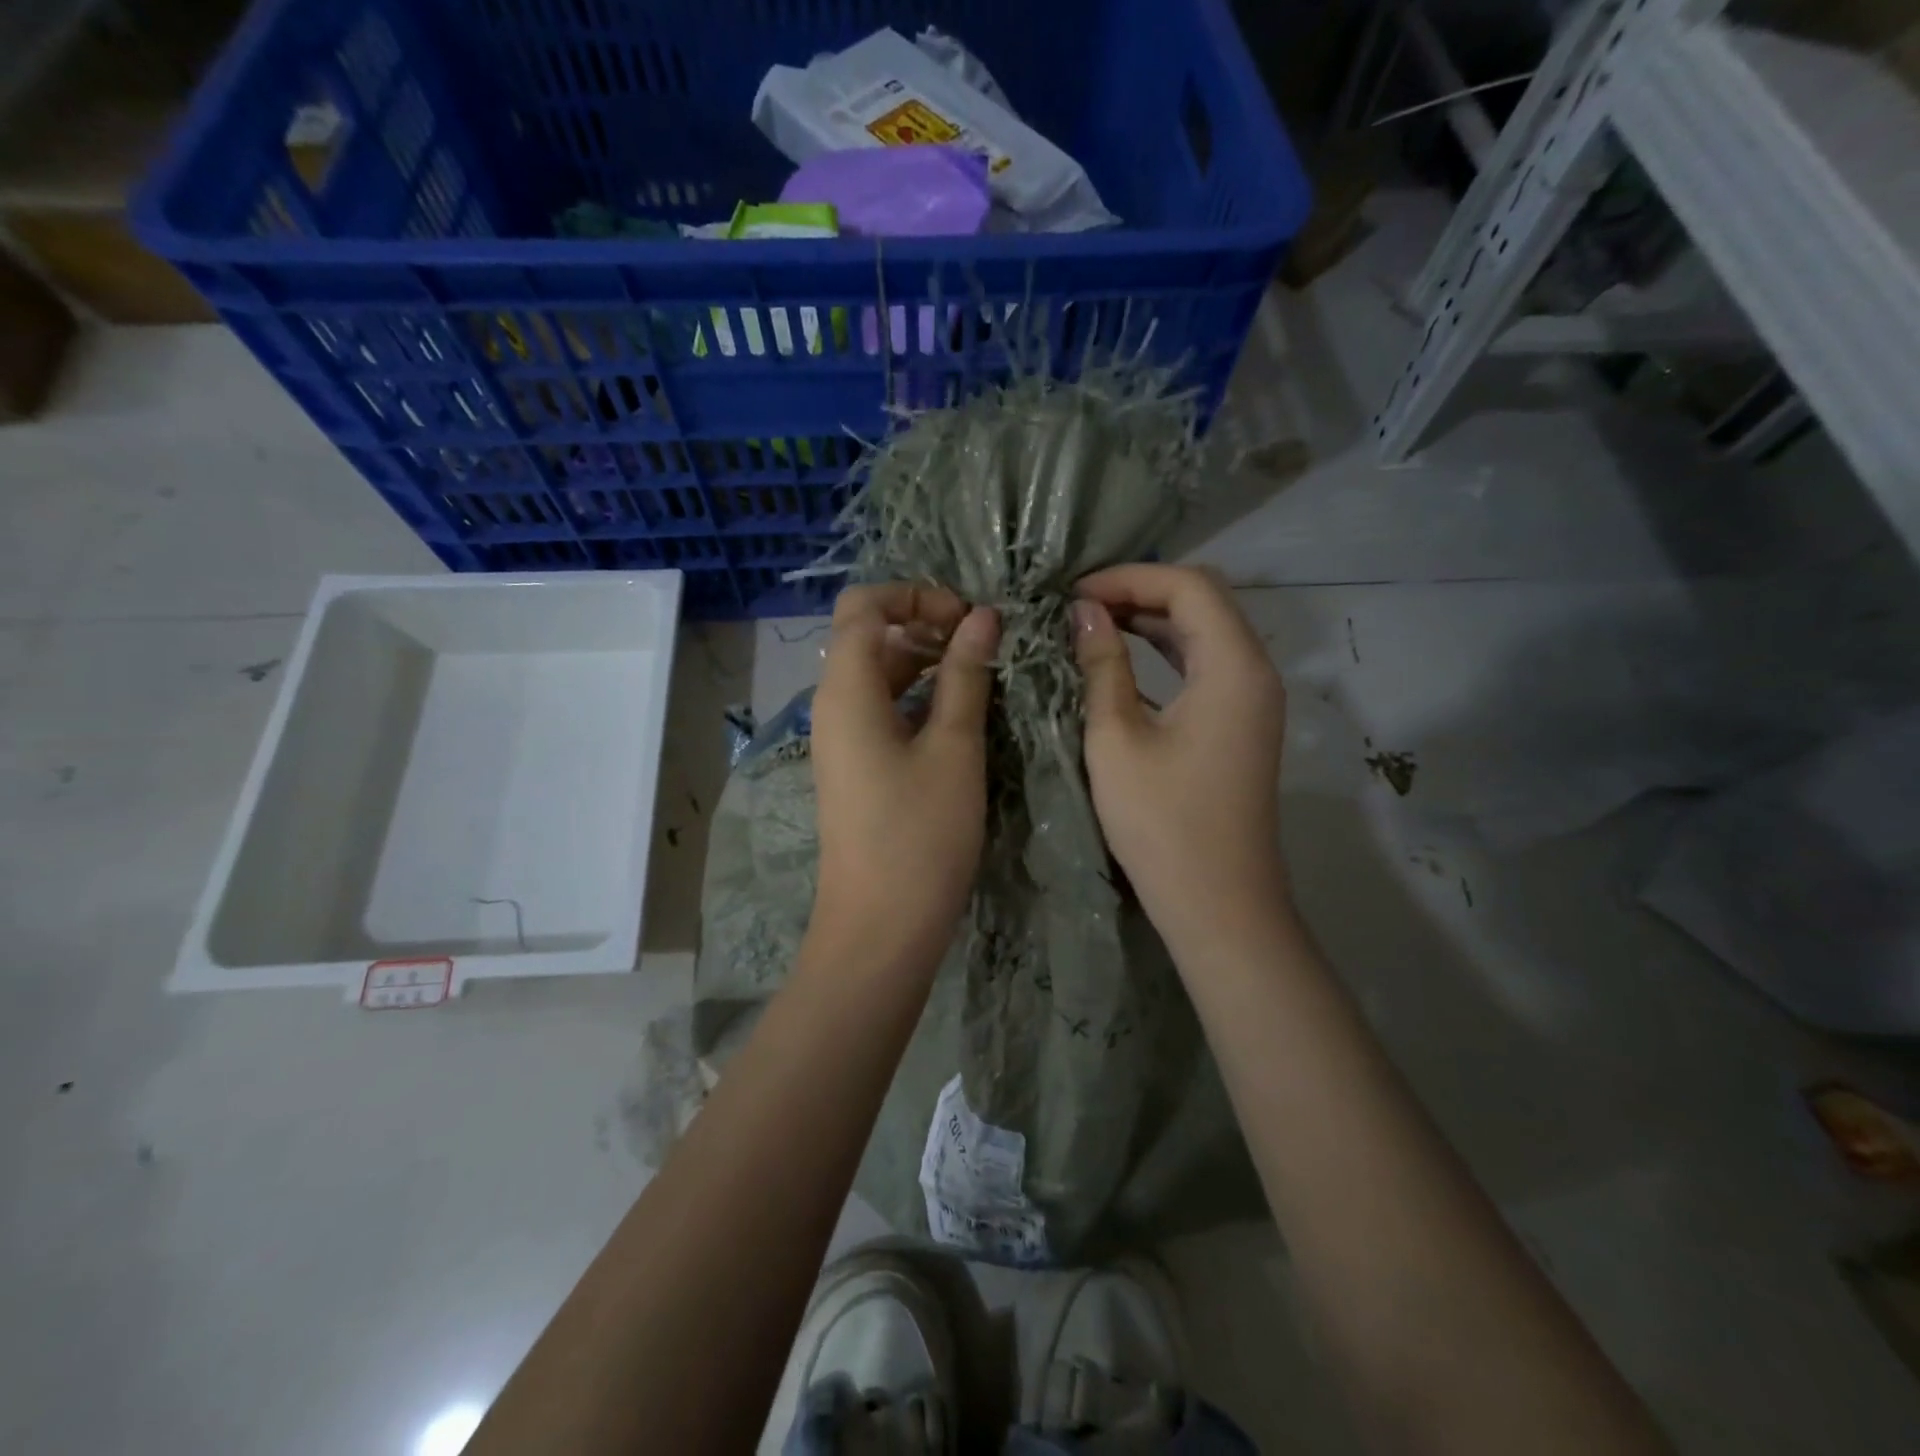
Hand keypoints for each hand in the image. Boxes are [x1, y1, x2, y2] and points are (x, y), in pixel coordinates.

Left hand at [810, 584, 1000, 964]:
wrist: (880, 926)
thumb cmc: (921, 835)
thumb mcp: (954, 748)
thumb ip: (966, 676)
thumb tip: (983, 617)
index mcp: (847, 690)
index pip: (863, 605)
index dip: (914, 595)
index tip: (967, 618)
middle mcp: (833, 705)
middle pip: (869, 636)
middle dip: (925, 625)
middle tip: (984, 645)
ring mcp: (841, 739)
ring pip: (878, 675)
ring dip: (926, 663)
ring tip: (982, 675)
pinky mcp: (855, 767)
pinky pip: (882, 710)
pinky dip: (918, 698)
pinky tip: (961, 714)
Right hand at [1072, 565, 1288, 949]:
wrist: (1217, 903)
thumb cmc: (1161, 822)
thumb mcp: (1117, 738)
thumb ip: (1102, 665)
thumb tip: (1083, 612)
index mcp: (1234, 666)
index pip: (1187, 586)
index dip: (1129, 578)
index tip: (1073, 594)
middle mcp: (1255, 671)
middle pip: (1202, 601)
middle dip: (1139, 592)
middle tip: (1077, 605)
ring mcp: (1251, 700)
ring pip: (1204, 633)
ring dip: (1150, 620)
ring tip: (1091, 623)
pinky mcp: (1239, 725)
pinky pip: (1204, 666)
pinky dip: (1164, 653)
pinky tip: (1120, 660)